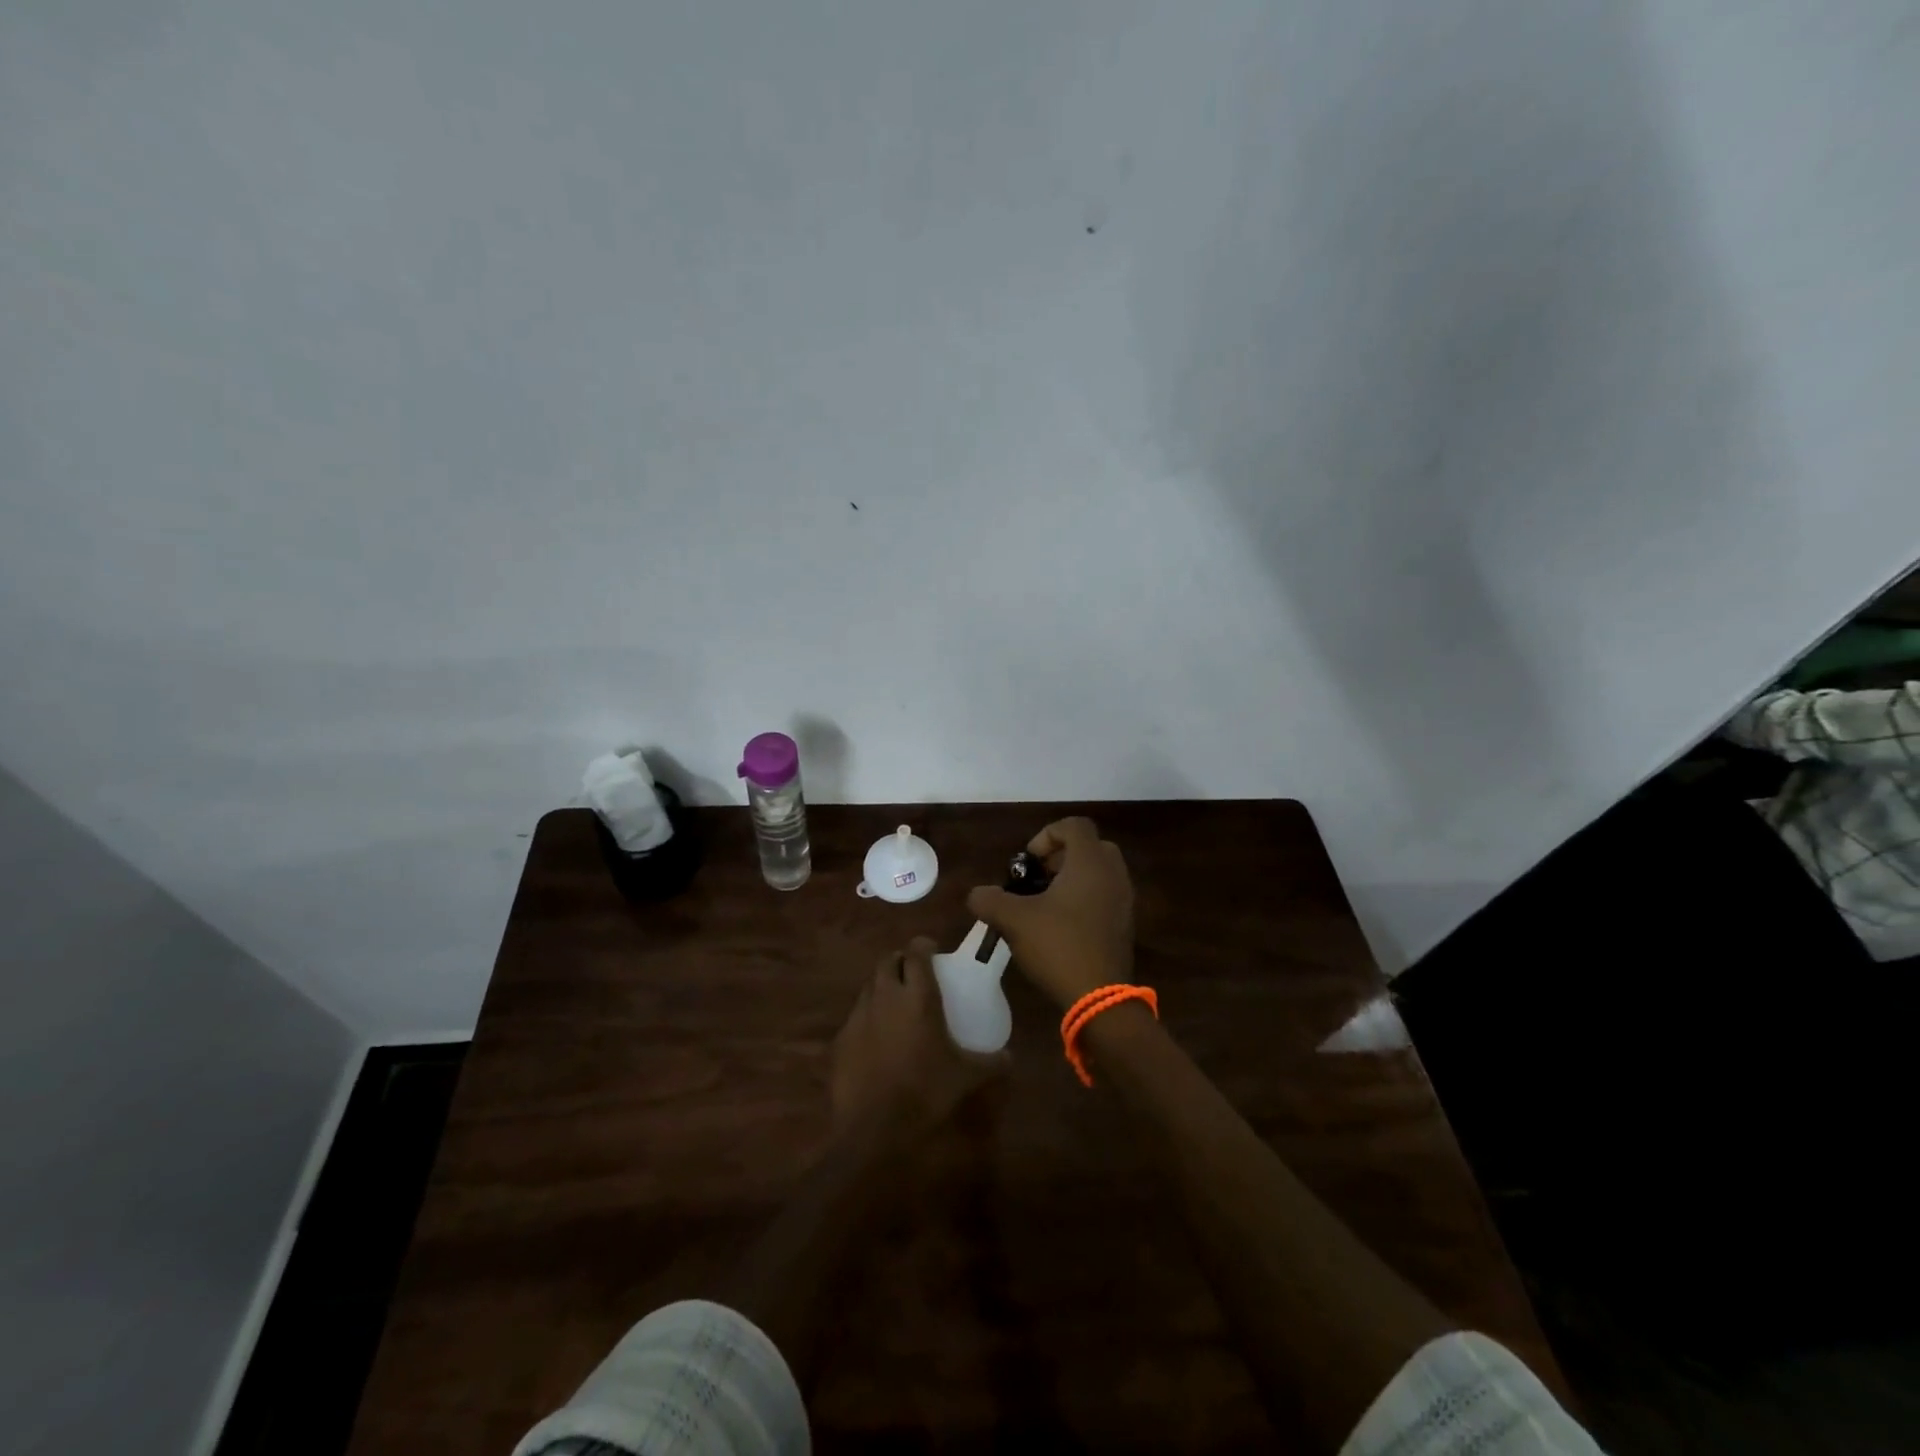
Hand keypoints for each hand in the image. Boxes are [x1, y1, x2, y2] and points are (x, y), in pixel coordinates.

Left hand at [830, 938, 1005, 1140]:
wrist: (873, 1130)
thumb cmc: (925, 1093)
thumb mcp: (966, 1078)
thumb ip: (991, 1063)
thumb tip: (1009, 1057)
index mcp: (918, 996)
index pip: (917, 952)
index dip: (924, 946)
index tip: (933, 951)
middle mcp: (885, 996)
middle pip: (888, 961)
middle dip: (900, 962)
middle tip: (914, 975)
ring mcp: (859, 1016)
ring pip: (869, 986)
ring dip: (883, 987)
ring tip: (896, 1005)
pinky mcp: (840, 1039)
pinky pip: (855, 1017)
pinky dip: (867, 1018)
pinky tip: (877, 1039)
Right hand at [966, 817, 1134, 1009]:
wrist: (1099, 998)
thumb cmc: (1058, 946)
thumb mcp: (1014, 920)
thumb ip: (990, 900)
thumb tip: (977, 895)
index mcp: (1090, 863)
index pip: (1075, 826)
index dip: (1047, 835)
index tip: (1028, 862)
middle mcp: (1113, 875)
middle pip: (1090, 847)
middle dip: (1061, 856)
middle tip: (1038, 878)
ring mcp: (1124, 901)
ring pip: (1099, 873)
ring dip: (1072, 879)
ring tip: (1044, 904)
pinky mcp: (1125, 925)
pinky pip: (1105, 897)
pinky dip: (1084, 900)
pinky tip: (1060, 927)